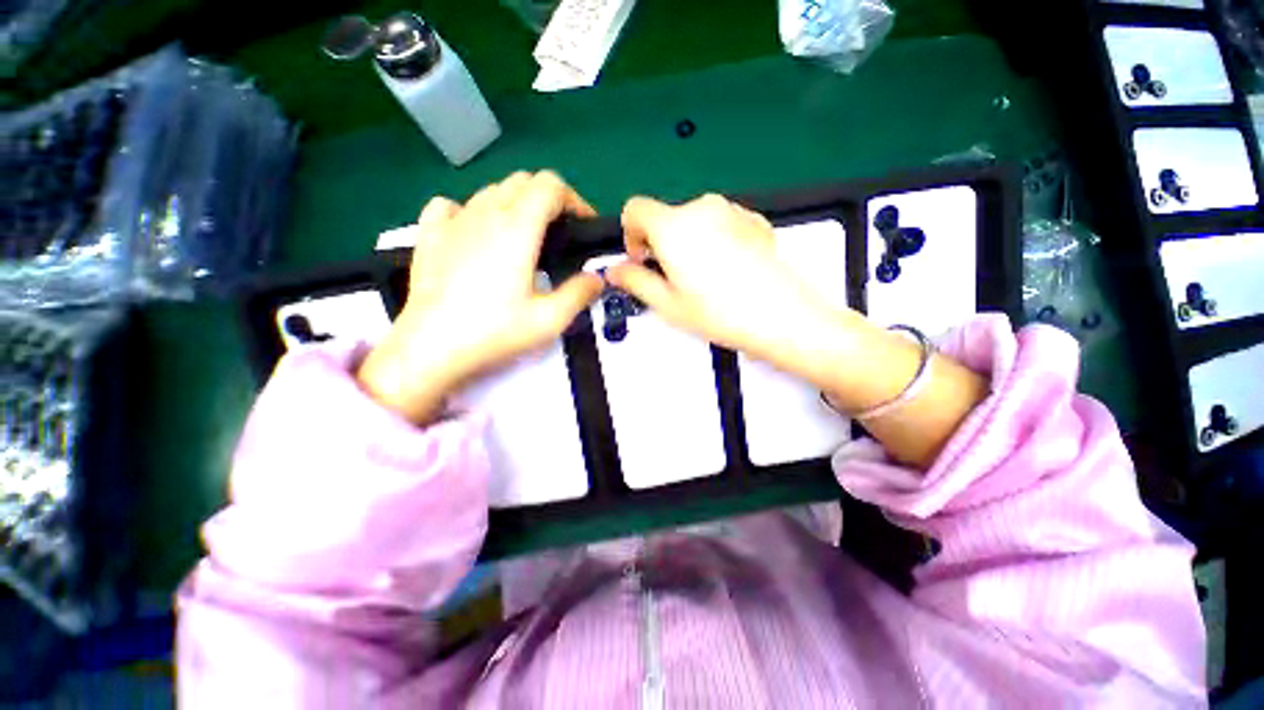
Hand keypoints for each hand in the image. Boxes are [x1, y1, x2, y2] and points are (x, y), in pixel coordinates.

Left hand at [358, 172, 603, 423]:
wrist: (430, 348)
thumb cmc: (494, 332)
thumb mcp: (550, 319)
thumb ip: (580, 293)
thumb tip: (596, 278)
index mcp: (518, 228)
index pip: (550, 185)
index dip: (573, 199)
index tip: (582, 226)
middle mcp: (485, 213)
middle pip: (522, 181)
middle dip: (548, 199)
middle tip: (559, 234)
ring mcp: (453, 220)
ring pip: (491, 191)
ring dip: (516, 204)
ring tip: (524, 239)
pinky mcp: (430, 234)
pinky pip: (453, 205)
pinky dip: (472, 211)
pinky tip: (476, 235)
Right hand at [607, 194, 856, 371]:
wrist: (782, 315)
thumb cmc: (719, 312)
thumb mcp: (667, 303)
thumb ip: (634, 281)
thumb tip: (614, 270)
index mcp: (673, 226)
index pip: (634, 209)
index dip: (630, 234)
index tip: (642, 260)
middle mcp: (701, 207)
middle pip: (666, 216)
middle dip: (661, 243)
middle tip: (673, 279)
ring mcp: (732, 210)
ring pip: (693, 220)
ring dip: (688, 243)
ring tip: (703, 279)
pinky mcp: (754, 219)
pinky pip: (720, 223)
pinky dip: (714, 240)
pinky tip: (727, 270)